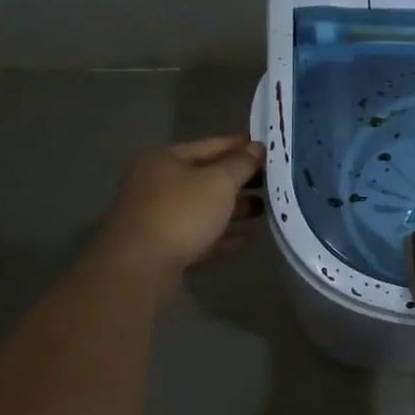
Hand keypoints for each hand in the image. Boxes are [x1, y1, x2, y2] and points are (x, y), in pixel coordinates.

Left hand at [95, 136, 263, 283]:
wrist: (139, 268)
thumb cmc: (181, 213)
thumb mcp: (219, 182)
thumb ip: (241, 163)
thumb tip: (257, 147)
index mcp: (165, 160)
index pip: (212, 145)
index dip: (242, 146)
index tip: (270, 150)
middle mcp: (157, 184)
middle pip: (207, 177)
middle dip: (240, 180)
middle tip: (274, 182)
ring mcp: (158, 217)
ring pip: (204, 208)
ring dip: (234, 209)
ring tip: (265, 210)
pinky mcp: (163, 247)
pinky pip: (200, 235)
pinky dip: (222, 235)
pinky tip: (246, 238)